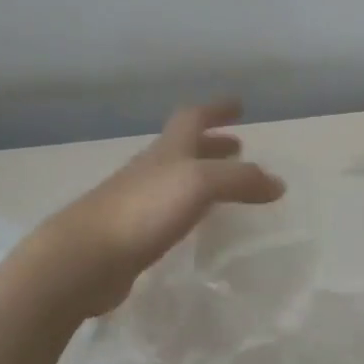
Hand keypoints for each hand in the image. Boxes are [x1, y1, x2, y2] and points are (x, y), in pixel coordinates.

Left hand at [34, 100, 285, 314]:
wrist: (86, 257)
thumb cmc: (143, 210)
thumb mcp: (199, 184)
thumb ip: (241, 180)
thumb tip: (277, 183)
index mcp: (167, 151)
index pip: (193, 118)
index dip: (216, 109)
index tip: (239, 106)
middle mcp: (151, 170)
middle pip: (184, 147)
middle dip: (212, 144)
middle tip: (238, 148)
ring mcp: (138, 202)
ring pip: (176, 180)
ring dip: (202, 176)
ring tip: (225, 188)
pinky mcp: (132, 234)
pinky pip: (168, 211)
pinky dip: (188, 208)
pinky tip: (196, 224)